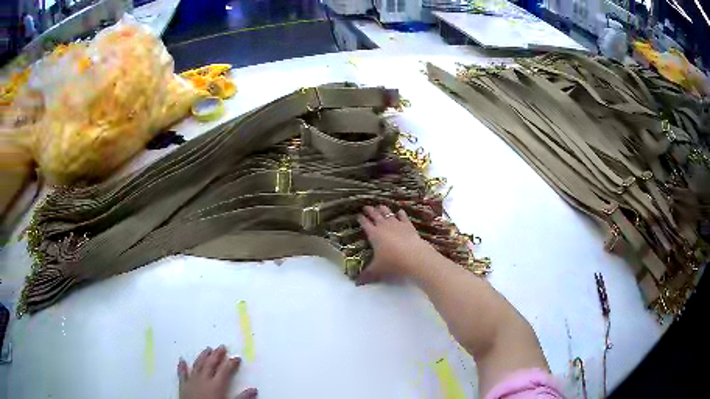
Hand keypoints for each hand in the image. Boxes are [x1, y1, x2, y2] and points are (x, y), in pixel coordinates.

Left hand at [178, 345, 257, 398]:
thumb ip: (242, 397)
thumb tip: (254, 390)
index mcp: (216, 385)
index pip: (225, 370)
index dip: (231, 363)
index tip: (237, 358)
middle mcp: (204, 379)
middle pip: (210, 364)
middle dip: (217, 355)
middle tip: (221, 347)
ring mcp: (192, 381)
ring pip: (197, 365)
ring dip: (202, 356)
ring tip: (207, 349)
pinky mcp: (183, 385)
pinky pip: (182, 373)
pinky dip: (182, 366)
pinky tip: (181, 360)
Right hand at [356, 205, 433, 283]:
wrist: (414, 257)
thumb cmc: (393, 263)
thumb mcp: (377, 271)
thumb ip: (366, 275)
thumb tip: (355, 283)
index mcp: (374, 235)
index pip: (365, 224)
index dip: (361, 219)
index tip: (358, 215)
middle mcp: (384, 226)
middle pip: (375, 215)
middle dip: (370, 211)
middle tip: (366, 206)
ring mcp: (397, 224)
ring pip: (388, 214)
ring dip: (383, 209)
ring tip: (380, 205)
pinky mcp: (409, 226)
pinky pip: (403, 217)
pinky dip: (401, 213)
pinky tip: (400, 211)